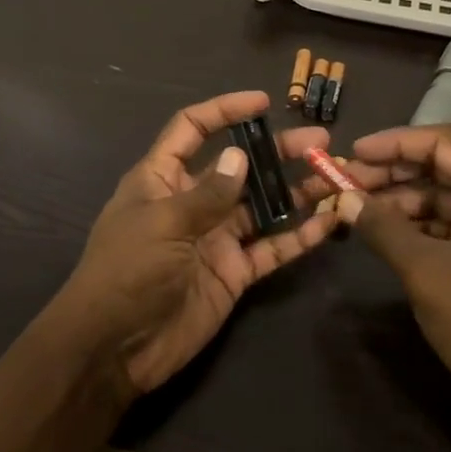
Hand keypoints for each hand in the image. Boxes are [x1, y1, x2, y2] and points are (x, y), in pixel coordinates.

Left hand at [52, 91, 339, 394]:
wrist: (115, 349)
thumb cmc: (127, 272)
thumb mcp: (163, 224)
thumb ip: (207, 194)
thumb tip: (240, 156)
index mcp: (163, 179)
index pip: (192, 129)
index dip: (224, 111)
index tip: (263, 102)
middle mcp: (193, 201)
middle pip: (240, 166)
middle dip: (278, 152)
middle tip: (320, 143)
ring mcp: (216, 237)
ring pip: (263, 206)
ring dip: (297, 192)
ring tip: (335, 177)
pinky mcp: (234, 272)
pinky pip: (271, 248)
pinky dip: (299, 237)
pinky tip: (329, 223)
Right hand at [331, 125, 450, 427]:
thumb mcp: (426, 270)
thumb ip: (382, 226)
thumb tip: (344, 197)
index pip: (442, 141)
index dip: (392, 142)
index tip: (351, 152)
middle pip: (445, 165)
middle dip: (394, 172)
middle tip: (346, 182)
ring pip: (449, 195)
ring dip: (404, 200)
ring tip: (358, 209)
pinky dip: (422, 224)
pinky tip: (387, 233)